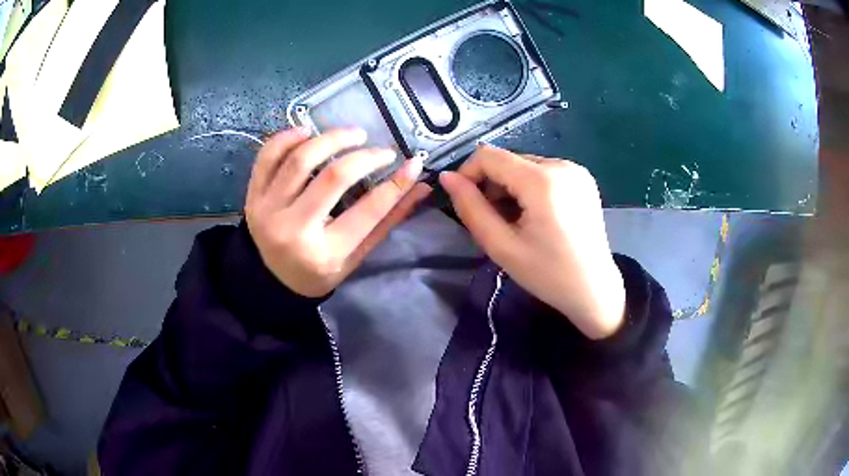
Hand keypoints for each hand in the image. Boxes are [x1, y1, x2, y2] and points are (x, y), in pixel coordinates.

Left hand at [245, 127, 429, 296]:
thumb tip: (421, 185)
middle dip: (364, 156)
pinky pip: (267, 157)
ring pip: (299, 159)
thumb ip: (388, 221)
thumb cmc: (319, 271)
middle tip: (380, 150)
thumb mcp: (356, 255)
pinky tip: (307, 131)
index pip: (368, 211)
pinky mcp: (253, 196)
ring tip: (351, 135)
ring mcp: (268, 210)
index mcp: (325, 253)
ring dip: (330, 139)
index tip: (413, 163)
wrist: (271, 280)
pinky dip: (287, 137)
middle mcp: (294, 230)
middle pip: (332, 177)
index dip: (395, 184)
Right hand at [439, 145, 624, 339]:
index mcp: (542, 180)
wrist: (594, 290)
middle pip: (508, 159)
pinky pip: (543, 172)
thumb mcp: (502, 246)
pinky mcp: (582, 178)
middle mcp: (561, 164)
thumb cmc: (548, 274)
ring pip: (524, 165)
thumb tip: (447, 178)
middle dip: (491, 184)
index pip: (488, 155)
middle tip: (494, 220)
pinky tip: (535, 215)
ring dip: (510, 187)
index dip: (468, 173)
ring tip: (516, 221)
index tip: (464, 202)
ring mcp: (576, 169)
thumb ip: (471, 208)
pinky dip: (529, 187)